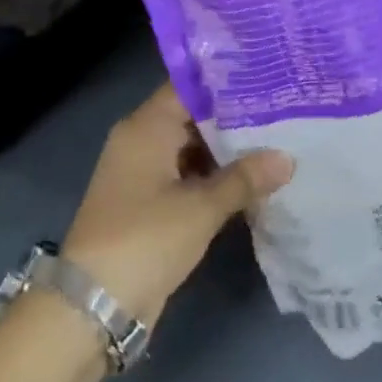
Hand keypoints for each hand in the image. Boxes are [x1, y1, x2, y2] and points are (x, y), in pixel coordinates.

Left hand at [61, 84, 293, 326]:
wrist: (94, 305)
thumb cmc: (145, 239)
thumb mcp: (201, 207)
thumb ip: (245, 178)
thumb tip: (287, 158)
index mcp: (145, 128)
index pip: (189, 87)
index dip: (227, 81)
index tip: (268, 76)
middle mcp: (141, 143)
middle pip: (193, 117)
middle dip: (236, 117)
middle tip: (284, 109)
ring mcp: (144, 175)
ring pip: (193, 149)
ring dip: (229, 150)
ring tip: (279, 140)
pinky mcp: (150, 204)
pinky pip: (189, 177)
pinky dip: (216, 177)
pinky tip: (254, 180)